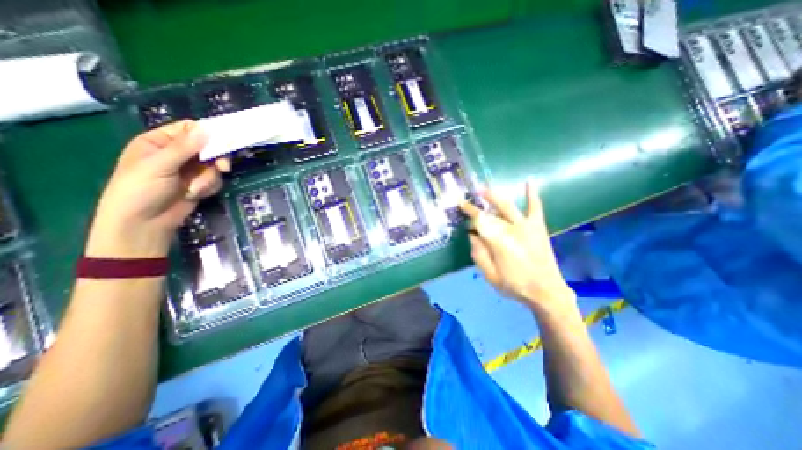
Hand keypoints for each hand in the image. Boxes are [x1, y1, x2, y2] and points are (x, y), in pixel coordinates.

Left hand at [86, 122, 227, 257]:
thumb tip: (206, 129)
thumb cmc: (141, 189)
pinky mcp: (200, 183)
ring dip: (209, 178)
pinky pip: (215, 180)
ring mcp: (190, 170)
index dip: (208, 133)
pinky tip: (195, 194)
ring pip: (214, 166)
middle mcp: (177, 153)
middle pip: (208, 148)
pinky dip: (208, 187)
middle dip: (216, 159)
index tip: (225, 140)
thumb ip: (184, 147)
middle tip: (223, 168)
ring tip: (195, 189)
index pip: (189, 129)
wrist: (144, 222)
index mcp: (160, 142)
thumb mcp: (159, 165)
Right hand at [460, 183, 580, 315]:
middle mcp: (511, 230)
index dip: (469, 212)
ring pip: (508, 206)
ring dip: (494, 197)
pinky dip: (532, 195)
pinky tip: (529, 181)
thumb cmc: (515, 285)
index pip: (479, 221)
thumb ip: (478, 254)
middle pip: (490, 213)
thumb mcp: (490, 275)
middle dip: (477, 206)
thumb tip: (472, 235)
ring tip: (484, 190)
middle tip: (467, 200)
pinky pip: (535, 208)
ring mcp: (526, 227)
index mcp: (498, 242)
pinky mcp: (538, 228)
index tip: (460, 204)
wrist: (546, 291)